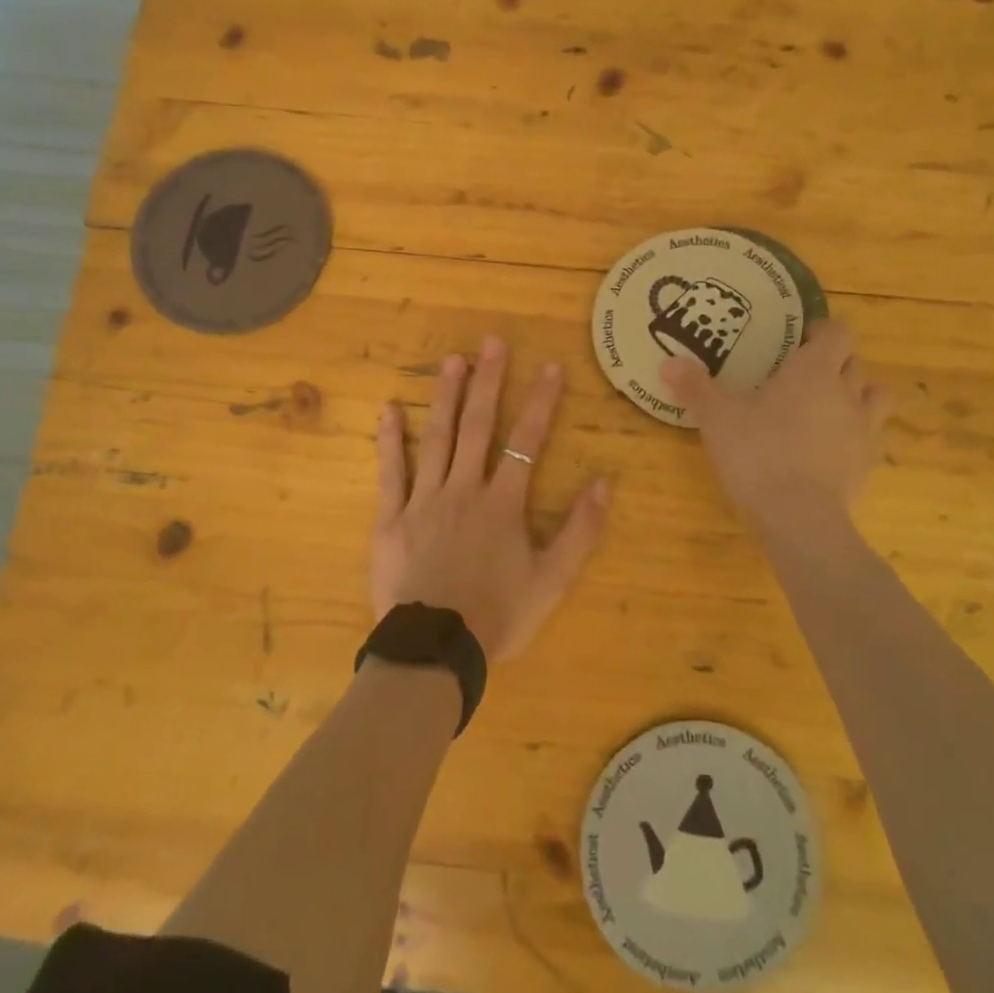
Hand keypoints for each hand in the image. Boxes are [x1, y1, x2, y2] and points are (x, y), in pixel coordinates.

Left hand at [370, 336, 612, 660]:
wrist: (434, 650)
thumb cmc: (497, 616)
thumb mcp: (553, 582)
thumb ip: (580, 532)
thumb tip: (604, 483)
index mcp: (502, 504)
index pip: (526, 442)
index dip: (541, 403)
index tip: (551, 366)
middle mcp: (464, 490)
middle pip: (478, 427)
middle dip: (489, 382)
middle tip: (493, 342)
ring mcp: (423, 501)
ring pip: (437, 438)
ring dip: (446, 397)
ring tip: (452, 360)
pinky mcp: (390, 518)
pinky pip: (390, 473)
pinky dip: (389, 440)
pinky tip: (390, 409)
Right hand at [662, 320, 886, 524]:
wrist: (800, 517)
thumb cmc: (758, 454)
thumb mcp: (717, 418)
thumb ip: (696, 388)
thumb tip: (670, 362)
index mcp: (813, 371)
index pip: (837, 333)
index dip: (822, 331)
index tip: (800, 338)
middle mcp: (846, 392)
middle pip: (854, 362)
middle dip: (834, 362)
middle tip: (802, 372)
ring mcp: (863, 429)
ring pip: (874, 396)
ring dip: (856, 393)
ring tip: (827, 405)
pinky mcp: (866, 463)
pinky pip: (869, 435)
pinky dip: (853, 433)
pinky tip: (828, 447)